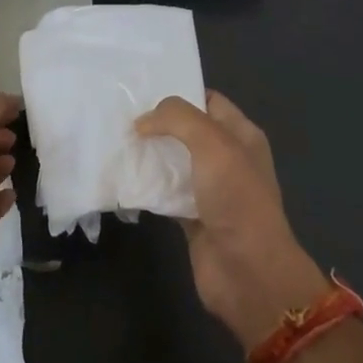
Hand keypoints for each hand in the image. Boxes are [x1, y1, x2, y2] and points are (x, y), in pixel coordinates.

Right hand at [136, 91, 328, 349]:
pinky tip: (121, 178)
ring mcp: (209, 190)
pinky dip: (146, 187)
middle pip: (186, 131)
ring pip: (173, 162)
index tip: (141, 89)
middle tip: (118, 115)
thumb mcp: (213, 144)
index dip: (179, 92)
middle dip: (156, 123)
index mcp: (242, 136)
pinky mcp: (192, 217)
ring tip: (113, 142)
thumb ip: (178, 119)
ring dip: (148, 155)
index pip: (208, 101)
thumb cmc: (237, 200)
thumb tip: (143, 121)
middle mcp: (227, 159)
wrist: (248, 272)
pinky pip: (164, 194)